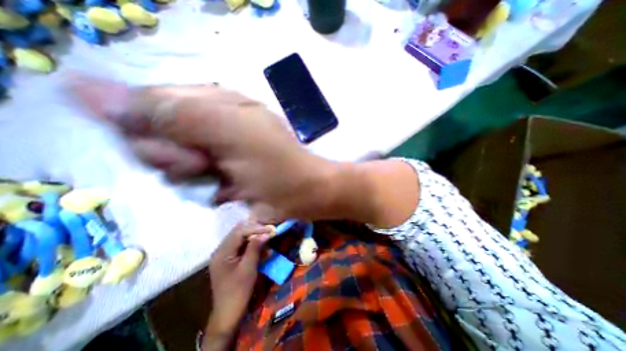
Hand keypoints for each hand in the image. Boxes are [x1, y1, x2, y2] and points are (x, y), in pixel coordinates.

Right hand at [68, 77, 336, 222]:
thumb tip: (93, 93)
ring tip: (219, 177)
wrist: (301, 193)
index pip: (151, 101)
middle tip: (205, 164)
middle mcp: (211, 122)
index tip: (179, 147)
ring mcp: (214, 148)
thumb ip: (177, 114)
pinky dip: (202, 186)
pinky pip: (188, 178)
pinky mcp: (219, 171)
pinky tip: (226, 189)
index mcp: (216, 103)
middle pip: (156, 133)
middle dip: (174, 155)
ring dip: (188, 173)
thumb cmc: (275, 165)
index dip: (151, 127)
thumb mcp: (232, 133)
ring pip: (169, 159)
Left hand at [206, 223, 271, 344]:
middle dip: (255, 230)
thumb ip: (255, 248)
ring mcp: (224, 255)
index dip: (256, 228)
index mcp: (222, 252)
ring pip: (240, 238)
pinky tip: (262, 248)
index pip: (239, 232)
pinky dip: (252, 245)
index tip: (270, 229)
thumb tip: (265, 233)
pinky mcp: (229, 260)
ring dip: (254, 236)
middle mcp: (221, 250)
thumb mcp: (248, 268)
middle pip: (238, 233)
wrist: (227, 315)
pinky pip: (241, 247)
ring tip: (267, 236)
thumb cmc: (238, 292)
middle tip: (269, 230)